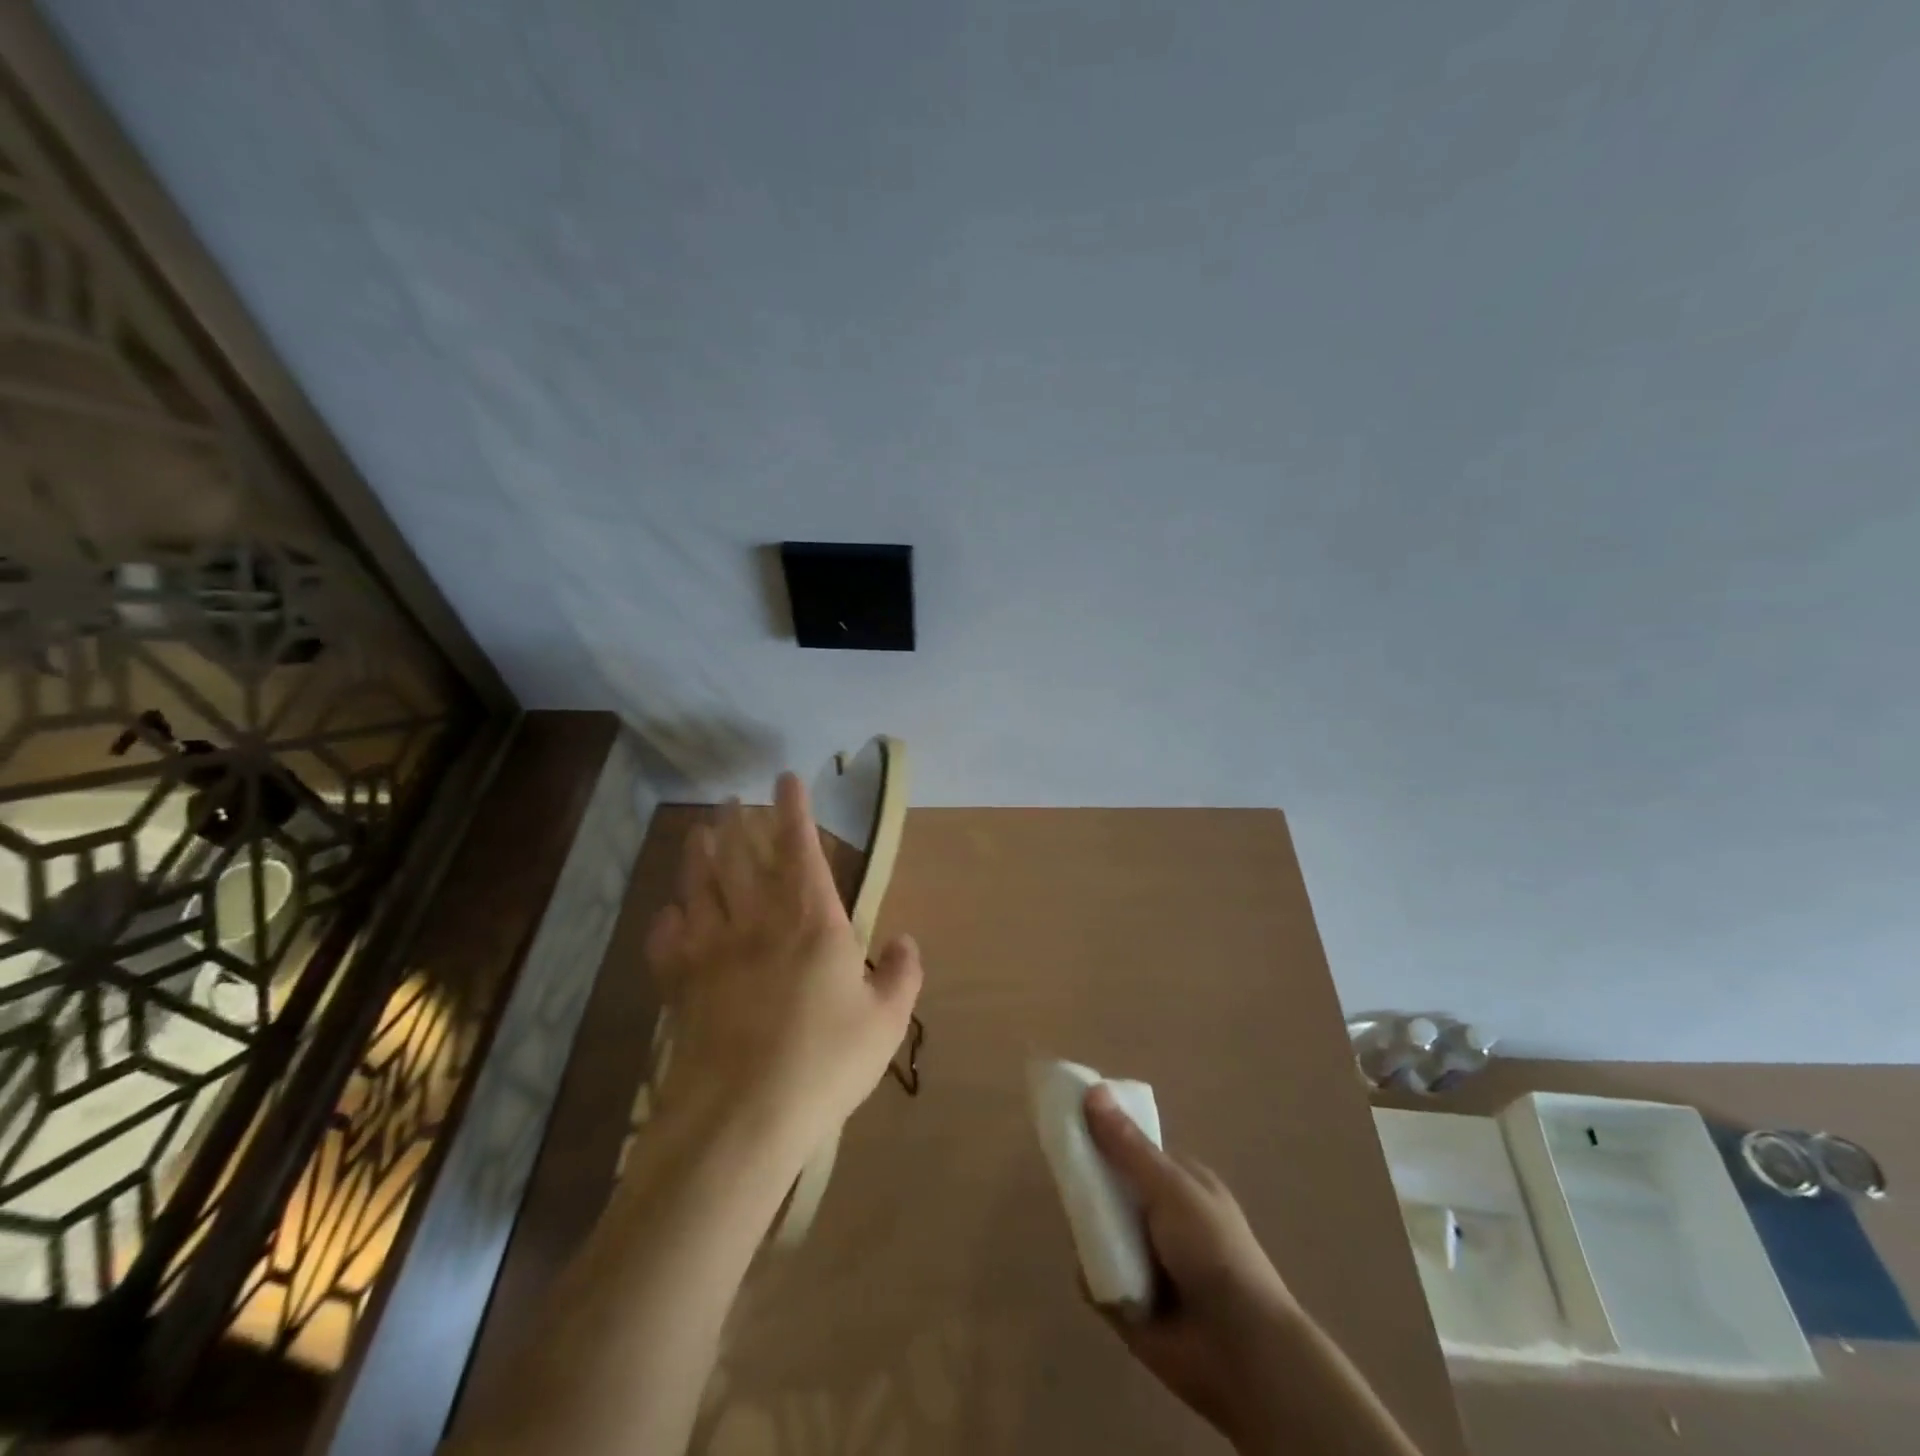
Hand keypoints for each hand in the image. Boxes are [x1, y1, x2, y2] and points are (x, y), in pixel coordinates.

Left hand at [645, 771, 922, 1157]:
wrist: (741, 1116)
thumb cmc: (824, 1062)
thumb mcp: (886, 1021)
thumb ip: (902, 974)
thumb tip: (905, 939)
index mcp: (811, 919)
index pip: (800, 847)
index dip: (793, 809)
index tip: (786, 779)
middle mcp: (757, 920)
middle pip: (742, 857)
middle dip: (738, 822)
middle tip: (731, 798)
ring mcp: (712, 950)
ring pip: (701, 886)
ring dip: (699, 855)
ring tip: (699, 832)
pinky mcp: (680, 985)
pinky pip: (667, 941)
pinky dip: (666, 921)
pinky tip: (668, 912)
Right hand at [1083, 1085, 1301, 1451]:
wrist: (1242, 1353)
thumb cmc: (1214, 1252)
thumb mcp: (1170, 1187)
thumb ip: (1127, 1146)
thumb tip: (1092, 1089)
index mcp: (1178, 1183)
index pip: (1130, 1148)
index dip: (1102, 1134)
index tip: (1069, 1122)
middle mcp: (1159, 1217)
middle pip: (1108, 1187)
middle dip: (1088, 1183)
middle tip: (1063, 1175)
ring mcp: (1143, 1258)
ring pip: (1097, 1229)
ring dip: (1086, 1229)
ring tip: (1079, 1225)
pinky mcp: (1128, 1301)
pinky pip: (1094, 1276)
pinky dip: (1090, 1274)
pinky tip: (1092, 1272)